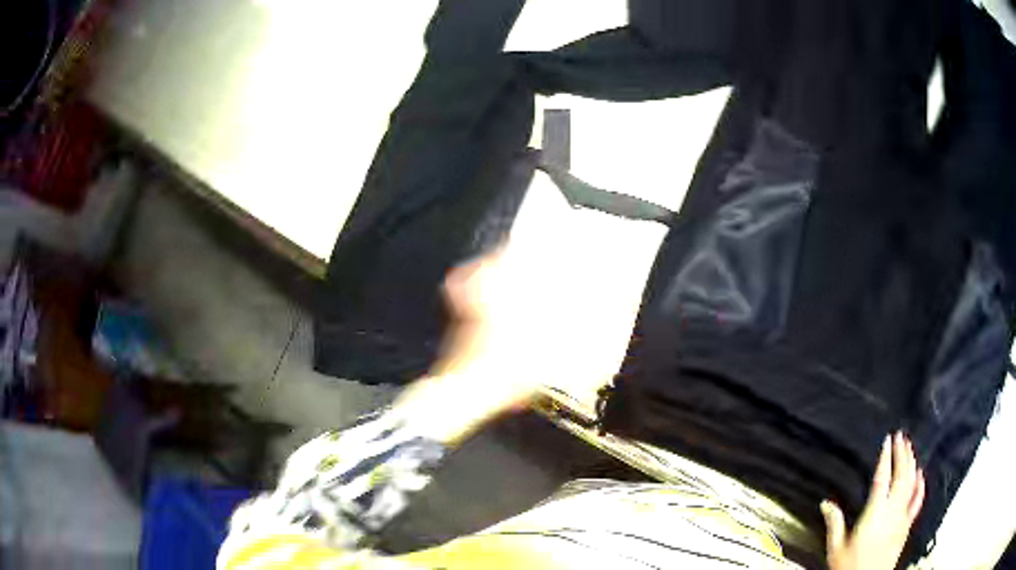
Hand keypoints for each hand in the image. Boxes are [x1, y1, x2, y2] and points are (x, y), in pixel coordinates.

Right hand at [821, 432, 925, 569]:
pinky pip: (917, 501)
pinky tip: (920, 473)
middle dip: (902, 453)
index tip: (887, 440)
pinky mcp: (907, 525)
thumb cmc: (849, 567)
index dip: (885, 457)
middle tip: (901, 436)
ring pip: (911, 483)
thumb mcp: (836, 548)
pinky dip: (920, 485)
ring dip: (911, 463)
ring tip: (909, 448)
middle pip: (901, 475)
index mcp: (875, 513)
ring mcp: (902, 517)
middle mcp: (892, 510)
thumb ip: (834, 524)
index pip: (882, 478)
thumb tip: (825, 503)